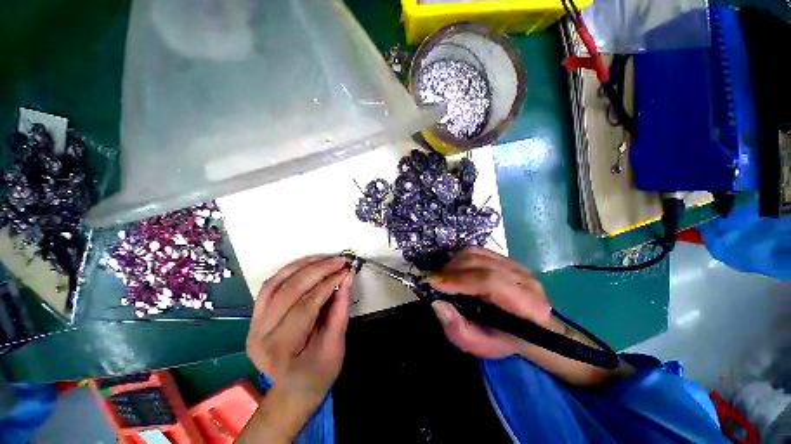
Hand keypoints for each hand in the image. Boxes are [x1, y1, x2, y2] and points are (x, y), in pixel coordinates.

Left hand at [242, 256, 352, 442]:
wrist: (293, 389)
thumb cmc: (318, 373)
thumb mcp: (336, 344)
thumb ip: (341, 308)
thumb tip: (347, 277)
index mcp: (280, 350)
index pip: (305, 306)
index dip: (328, 284)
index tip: (346, 270)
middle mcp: (259, 334)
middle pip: (288, 291)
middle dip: (317, 270)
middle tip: (339, 260)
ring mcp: (253, 323)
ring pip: (276, 283)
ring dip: (302, 265)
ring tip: (325, 258)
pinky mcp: (255, 315)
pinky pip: (271, 285)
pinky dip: (290, 270)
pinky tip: (307, 264)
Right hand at [428, 247, 629, 385]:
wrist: (531, 329)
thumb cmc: (506, 341)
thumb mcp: (481, 346)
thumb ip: (458, 329)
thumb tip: (436, 302)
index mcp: (527, 305)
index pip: (490, 281)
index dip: (458, 279)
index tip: (432, 283)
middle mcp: (524, 279)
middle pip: (480, 262)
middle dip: (450, 270)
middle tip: (433, 282)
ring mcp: (516, 264)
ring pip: (476, 253)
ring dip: (453, 263)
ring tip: (442, 277)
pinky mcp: (506, 258)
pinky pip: (477, 250)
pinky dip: (459, 258)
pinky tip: (453, 270)